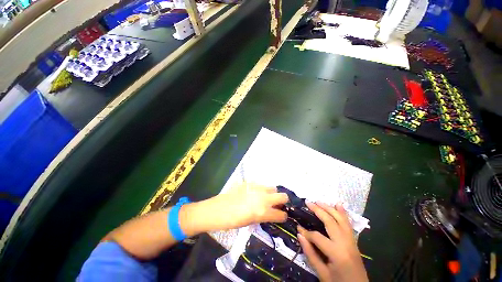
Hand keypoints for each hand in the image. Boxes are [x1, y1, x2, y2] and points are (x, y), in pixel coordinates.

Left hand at [204, 184, 288, 230]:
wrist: (215, 211)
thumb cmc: (231, 222)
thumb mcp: (250, 223)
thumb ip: (263, 217)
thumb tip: (269, 214)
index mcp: (263, 212)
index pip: (281, 215)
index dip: (282, 217)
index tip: (281, 217)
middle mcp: (263, 199)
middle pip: (283, 196)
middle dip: (282, 202)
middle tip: (275, 206)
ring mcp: (255, 189)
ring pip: (272, 188)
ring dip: (271, 194)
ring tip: (263, 199)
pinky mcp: (247, 183)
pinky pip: (259, 185)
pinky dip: (259, 190)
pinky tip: (251, 195)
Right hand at [297, 202, 367, 281]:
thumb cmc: (337, 280)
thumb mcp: (321, 272)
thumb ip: (311, 254)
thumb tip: (301, 236)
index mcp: (336, 252)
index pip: (318, 237)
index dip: (306, 232)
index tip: (297, 227)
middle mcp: (345, 241)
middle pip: (331, 222)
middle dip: (319, 211)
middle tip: (308, 202)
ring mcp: (351, 239)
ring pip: (341, 219)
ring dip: (330, 209)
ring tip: (320, 201)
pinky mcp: (354, 239)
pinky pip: (348, 223)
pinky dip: (343, 213)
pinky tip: (339, 205)